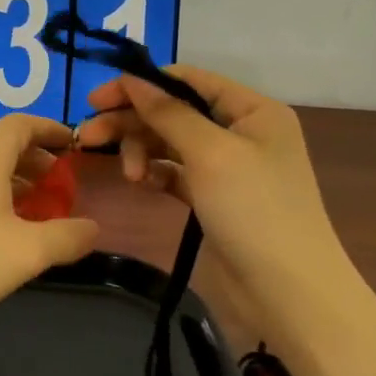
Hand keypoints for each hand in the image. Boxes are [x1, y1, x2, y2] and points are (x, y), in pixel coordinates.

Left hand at [0, 116, 99, 332]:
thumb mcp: (25, 252)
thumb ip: (66, 238)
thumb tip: (94, 227)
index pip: (21, 123)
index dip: (50, 128)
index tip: (73, 144)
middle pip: (3, 146)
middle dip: (36, 160)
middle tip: (60, 186)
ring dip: (14, 183)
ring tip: (35, 213)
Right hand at [74, 66, 333, 280]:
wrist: (288, 296)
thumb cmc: (255, 211)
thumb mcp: (211, 153)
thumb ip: (168, 113)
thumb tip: (132, 79)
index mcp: (252, 110)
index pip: (188, 80)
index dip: (142, 84)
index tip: (97, 99)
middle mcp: (240, 131)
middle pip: (173, 111)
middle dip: (131, 121)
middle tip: (88, 137)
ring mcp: (226, 166)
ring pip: (169, 142)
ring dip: (141, 150)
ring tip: (127, 176)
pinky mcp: (212, 197)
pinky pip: (174, 172)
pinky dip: (155, 173)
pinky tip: (140, 183)